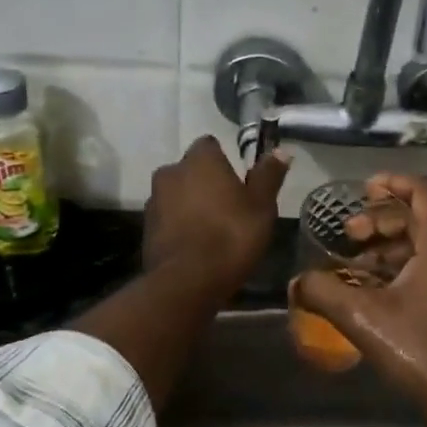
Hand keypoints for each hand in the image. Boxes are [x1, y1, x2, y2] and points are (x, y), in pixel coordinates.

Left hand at [142, 136, 289, 300]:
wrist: (187, 281)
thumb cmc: (231, 236)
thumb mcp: (261, 207)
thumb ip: (268, 176)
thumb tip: (281, 151)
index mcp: (200, 160)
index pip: (210, 146)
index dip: (224, 161)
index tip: (238, 183)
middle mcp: (171, 172)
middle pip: (191, 171)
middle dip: (205, 183)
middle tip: (228, 208)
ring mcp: (154, 200)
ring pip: (176, 195)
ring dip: (190, 205)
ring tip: (211, 231)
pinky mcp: (145, 228)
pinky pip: (167, 219)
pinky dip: (179, 226)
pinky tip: (195, 246)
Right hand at [293, 173, 426, 426]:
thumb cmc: (422, 350)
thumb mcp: (364, 318)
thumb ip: (325, 293)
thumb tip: (296, 282)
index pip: (423, 192)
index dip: (393, 182)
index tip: (363, 188)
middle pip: (421, 218)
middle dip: (381, 220)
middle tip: (349, 234)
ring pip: (426, 246)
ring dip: (389, 247)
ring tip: (355, 265)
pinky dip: (403, 268)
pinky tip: (376, 291)